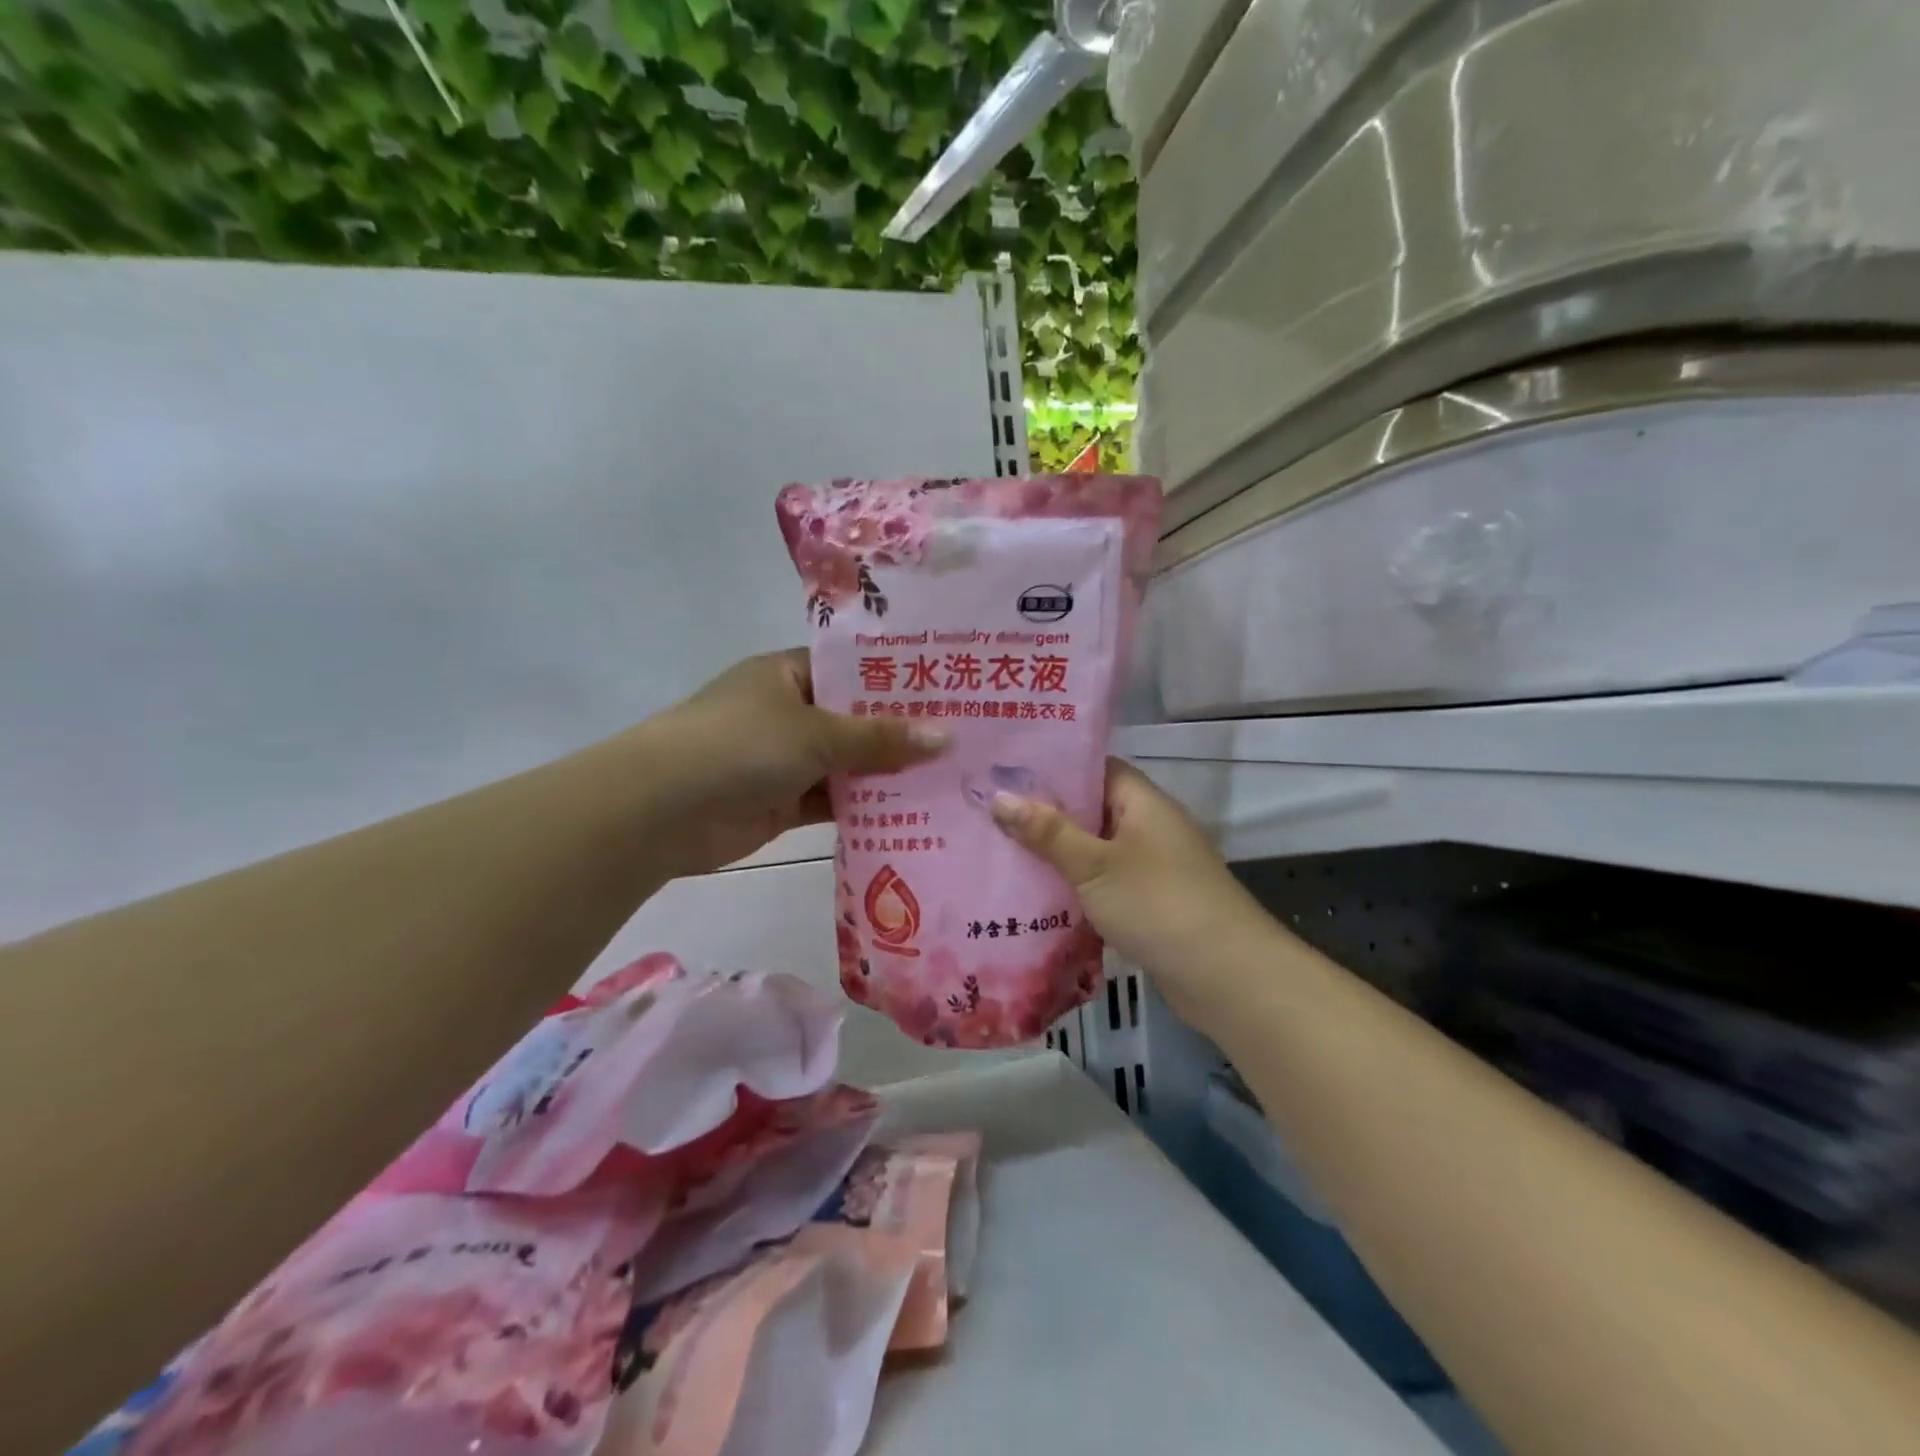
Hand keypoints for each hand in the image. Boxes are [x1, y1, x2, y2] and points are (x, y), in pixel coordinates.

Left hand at [635, 650, 947, 877]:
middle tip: (966, 737)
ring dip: (889, 774)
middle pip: (856, 719)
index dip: (898, 679)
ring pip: (849, 763)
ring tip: (954, 776)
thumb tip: (946, 737)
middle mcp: (789, 712)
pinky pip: (835, 801)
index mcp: (789, 674)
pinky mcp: (785, 802)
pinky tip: (915, 813)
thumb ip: (880, 737)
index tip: (950, 688)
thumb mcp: (815, 733)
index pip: (853, 669)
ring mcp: (786, 760)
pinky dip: (866, 808)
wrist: (661, 810)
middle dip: (902, 732)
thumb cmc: (739, 745)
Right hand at [989, 760, 1279, 1024]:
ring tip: (1000, 852)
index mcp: (1143, 802)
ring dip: (1056, 855)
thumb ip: (1048, 831)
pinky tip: (1034, 897)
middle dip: (1045, 814)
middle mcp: (1149, 827)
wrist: (1226, 976)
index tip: (1006, 771)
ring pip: (1094, 851)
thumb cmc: (1158, 904)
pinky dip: (1074, 888)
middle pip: (1091, 810)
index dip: (1053, 767)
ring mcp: (1152, 868)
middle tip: (989, 814)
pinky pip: (1103, 885)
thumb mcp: (1094, 864)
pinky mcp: (1149, 905)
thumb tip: (999, 796)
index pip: (1095, 768)